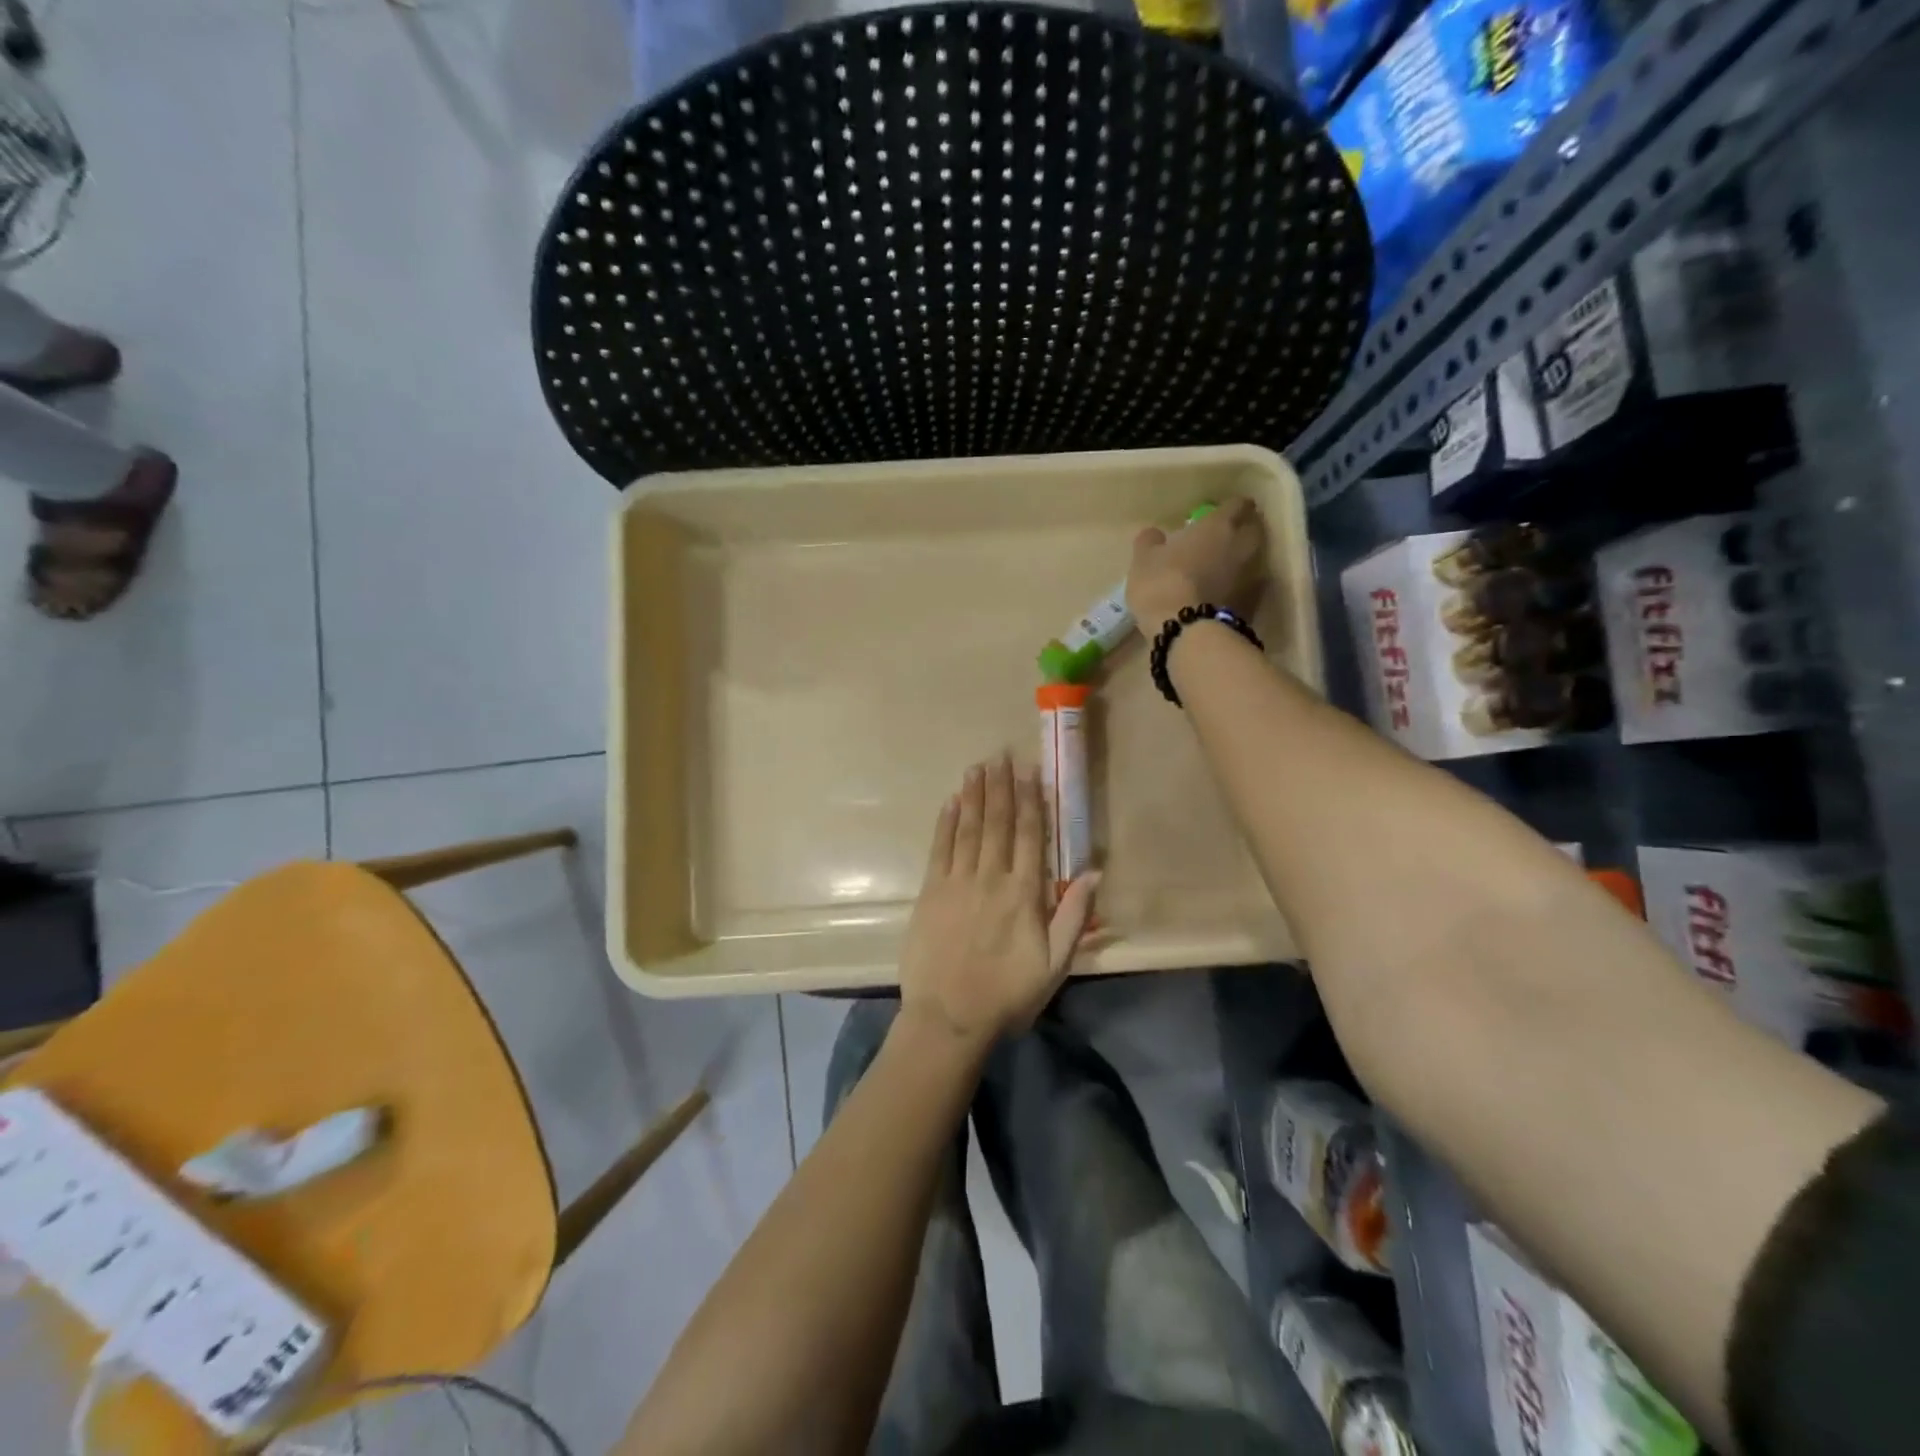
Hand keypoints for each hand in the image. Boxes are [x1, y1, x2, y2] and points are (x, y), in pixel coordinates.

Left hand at [898, 754, 1099, 1050]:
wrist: (949, 1018)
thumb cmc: (1008, 994)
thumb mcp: (1055, 963)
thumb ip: (1074, 915)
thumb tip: (1095, 872)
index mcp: (1024, 894)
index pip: (1029, 836)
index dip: (1030, 801)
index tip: (1030, 772)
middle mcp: (991, 878)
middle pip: (997, 823)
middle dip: (1000, 787)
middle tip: (1000, 755)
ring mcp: (957, 883)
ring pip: (968, 829)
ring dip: (974, 795)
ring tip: (978, 767)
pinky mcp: (930, 893)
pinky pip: (939, 848)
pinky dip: (946, 823)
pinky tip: (950, 802)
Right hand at [1125, 495, 1265, 635]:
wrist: (1187, 631)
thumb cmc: (1162, 584)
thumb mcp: (1143, 560)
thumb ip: (1150, 542)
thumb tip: (1154, 535)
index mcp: (1219, 525)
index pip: (1238, 504)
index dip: (1229, 507)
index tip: (1216, 514)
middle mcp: (1243, 545)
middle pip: (1254, 528)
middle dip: (1242, 530)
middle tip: (1222, 539)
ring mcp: (1252, 575)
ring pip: (1254, 558)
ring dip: (1242, 559)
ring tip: (1222, 568)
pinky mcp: (1253, 603)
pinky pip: (1249, 585)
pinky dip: (1240, 585)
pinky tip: (1223, 593)